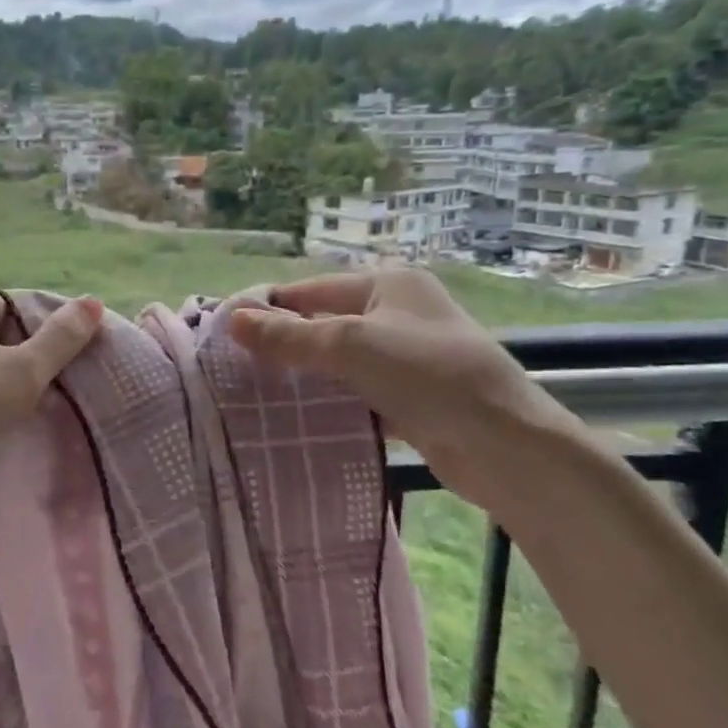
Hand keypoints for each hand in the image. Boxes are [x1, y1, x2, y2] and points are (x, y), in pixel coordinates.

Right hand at [229, 270, 580, 511]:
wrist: (504, 444)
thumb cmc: (427, 374)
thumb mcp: (350, 345)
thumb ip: (290, 336)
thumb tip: (231, 320)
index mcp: (388, 284)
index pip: (310, 290)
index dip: (268, 309)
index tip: (224, 333)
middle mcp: (397, 312)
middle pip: (324, 324)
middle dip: (283, 345)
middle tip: (233, 368)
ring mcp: (406, 356)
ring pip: (339, 361)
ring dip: (305, 376)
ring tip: (254, 394)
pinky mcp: (411, 396)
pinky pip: (357, 391)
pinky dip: (330, 401)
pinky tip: (297, 417)